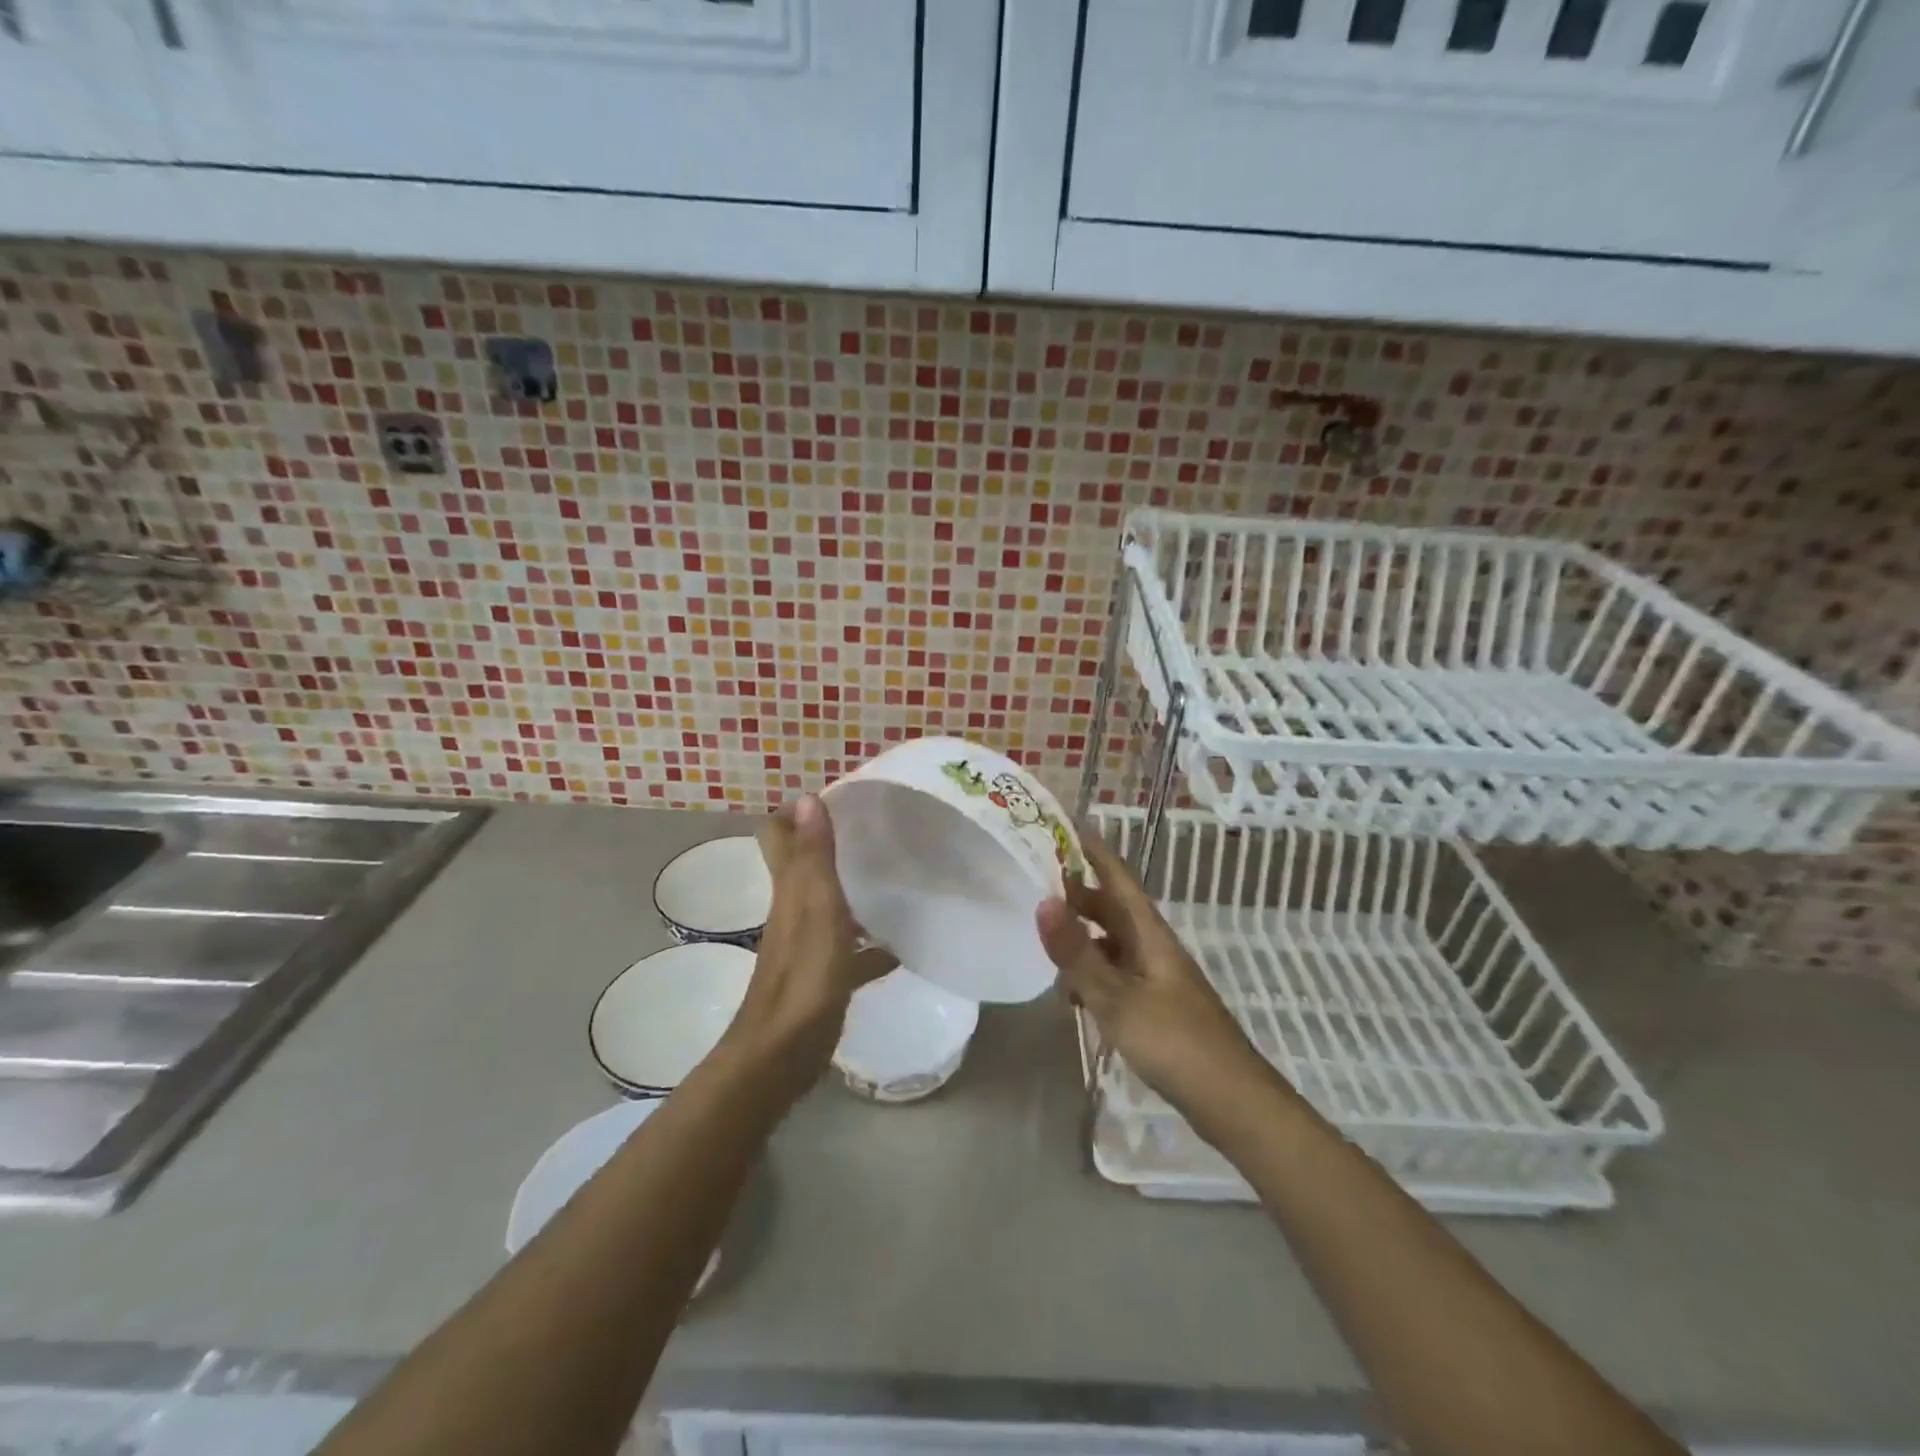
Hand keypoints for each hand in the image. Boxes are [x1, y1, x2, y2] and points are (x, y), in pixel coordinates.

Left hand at [720, 795, 890, 1100]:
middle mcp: (795, 910)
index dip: (797, 813)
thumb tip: (807, 797)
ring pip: (831, 905)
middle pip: (806, 866)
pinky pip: (851, 950)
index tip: (836, 797)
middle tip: (874, 830)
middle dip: (831, 844)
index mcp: (790, 890)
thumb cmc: (804, 976)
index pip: (779, 836)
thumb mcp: (815, 908)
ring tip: (896, 877)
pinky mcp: (824, 976)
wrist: (782, 1054)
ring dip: (855, 889)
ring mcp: (809, 945)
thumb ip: (814, 856)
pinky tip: (901, 946)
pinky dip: (872, 944)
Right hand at [1036, 830, 1274, 1127]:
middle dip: (1078, 895)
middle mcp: (1153, 947)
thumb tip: (1042, 901)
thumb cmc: (1174, 1042)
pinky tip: (1074, 995)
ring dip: (1082, 938)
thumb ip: (1077, 953)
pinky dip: (1092, 974)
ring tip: (1046, 943)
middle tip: (1036, 885)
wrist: (1232, 1101)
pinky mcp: (1156, 1006)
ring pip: (1112, 943)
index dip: (1094, 850)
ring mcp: (1157, 978)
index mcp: (1149, 934)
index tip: (1065, 824)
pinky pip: (1116, 975)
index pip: (1117, 878)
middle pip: (1112, 909)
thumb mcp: (1116, 998)